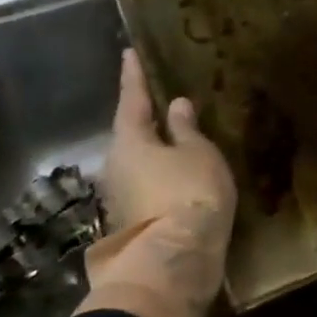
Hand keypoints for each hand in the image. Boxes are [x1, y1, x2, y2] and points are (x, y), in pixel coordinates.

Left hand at [77, 49, 236, 316]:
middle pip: (132, 134)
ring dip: (157, 149)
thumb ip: (186, 129)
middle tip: (163, 99)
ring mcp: (123, 197)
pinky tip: (182, 174)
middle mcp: (117, 166)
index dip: (134, 76)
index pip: (132, 100)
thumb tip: (175, 106)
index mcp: (131, 141)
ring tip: (180, 137)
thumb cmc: (188, 194)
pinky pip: (150, 185)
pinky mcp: (137, 221)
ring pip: (140, 162)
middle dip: (146, 118)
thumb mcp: (198, 154)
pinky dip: (164, 174)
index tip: (129, 53)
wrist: (175, 264)